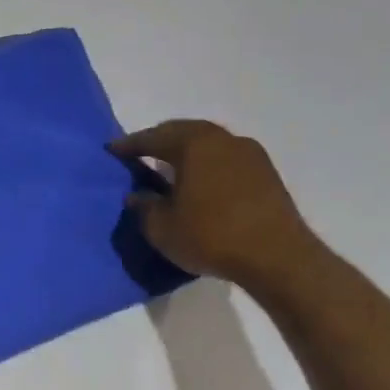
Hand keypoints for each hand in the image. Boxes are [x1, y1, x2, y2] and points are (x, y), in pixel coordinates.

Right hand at [110, 120, 321, 289]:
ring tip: (170, 165)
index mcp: (193, 145)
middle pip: (183, 131)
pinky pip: (226, 158)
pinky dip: (207, 162)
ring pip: (208, 142)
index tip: (111, 149)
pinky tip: (199, 180)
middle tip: (140, 152)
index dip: (129, 145)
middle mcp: (223, 140)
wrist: (277, 258)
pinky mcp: (267, 174)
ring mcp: (250, 155)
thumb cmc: (211, 236)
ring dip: (187, 150)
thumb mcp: (162, 227)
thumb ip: (144, 206)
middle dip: (159, 139)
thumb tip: (137, 195)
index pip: (152, 138)